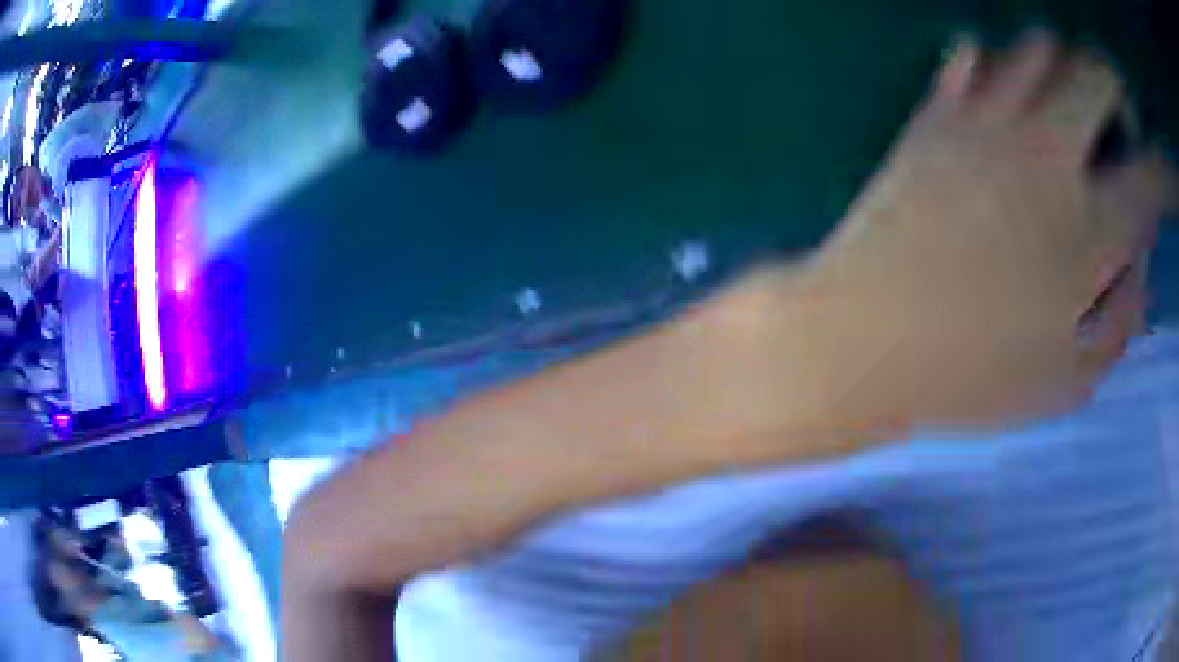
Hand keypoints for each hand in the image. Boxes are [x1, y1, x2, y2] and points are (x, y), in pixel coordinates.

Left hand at [749, 32, 1174, 432]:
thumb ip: (1120, 319)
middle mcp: (1046, 152)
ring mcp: (985, 121)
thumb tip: (1139, 258)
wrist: (862, 340)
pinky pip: (971, 57)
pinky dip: (998, 67)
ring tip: (1063, 111)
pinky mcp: (935, 115)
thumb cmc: (969, 379)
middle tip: (1118, 125)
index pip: (1154, 177)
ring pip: (1037, 47)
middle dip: (1116, 89)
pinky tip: (1001, 101)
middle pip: (1095, 72)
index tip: (1173, 175)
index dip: (1169, 172)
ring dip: (1062, 69)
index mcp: (1091, 228)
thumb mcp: (1068, 380)